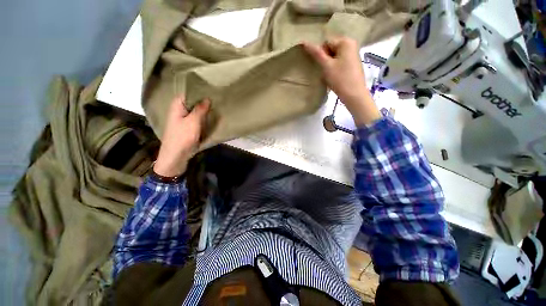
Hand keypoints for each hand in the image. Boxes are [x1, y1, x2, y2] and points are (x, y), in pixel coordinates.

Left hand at [153, 96, 209, 176]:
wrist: (176, 155)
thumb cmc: (182, 137)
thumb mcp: (193, 122)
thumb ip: (200, 109)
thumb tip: (207, 98)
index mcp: (177, 105)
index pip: (187, 92)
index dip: (198, 90)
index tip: (211, 88)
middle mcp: (180, 110)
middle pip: (192, 101)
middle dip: (203, 99)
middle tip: (217, 96)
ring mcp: (184, 119)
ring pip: (195, 110)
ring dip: (204, 108)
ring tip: (217, 103)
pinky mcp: (189, 126)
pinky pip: (197, 118)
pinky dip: (204, 116)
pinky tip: (212, 115)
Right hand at [303, 37, 380, 125]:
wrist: (354, 95)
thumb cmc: (340, 79)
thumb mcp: (326, 66)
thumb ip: (316, 53)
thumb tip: (304, 42)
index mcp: (346, 41)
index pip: (326, 42)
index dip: (321, 54)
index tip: (322, 66)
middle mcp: (351, 44)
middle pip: (331, 48)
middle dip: (326, 59)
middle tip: (326, 71)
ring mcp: (353, 54)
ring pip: (334, 56)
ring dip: (329, 65)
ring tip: (331, 75)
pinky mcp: (353, 63)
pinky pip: (340, 61)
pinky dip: (335, 68)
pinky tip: (336, 76)